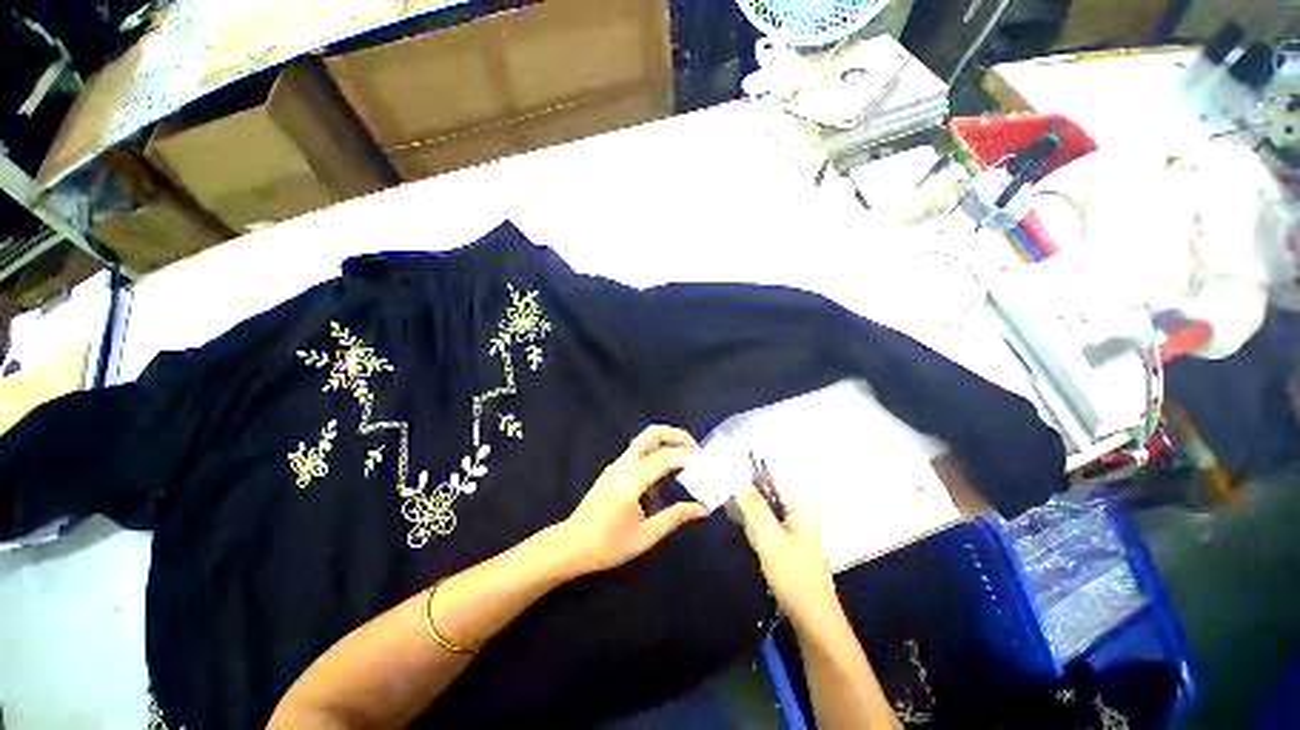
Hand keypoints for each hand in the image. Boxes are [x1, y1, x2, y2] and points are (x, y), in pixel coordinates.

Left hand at [557, 425, 707, 576]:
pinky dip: (655, 453)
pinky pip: (637, 453)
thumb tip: (702, 508)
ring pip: (643, 440)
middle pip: (650, 434)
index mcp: (631, 481)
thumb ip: (674, 517)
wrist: (570, 545)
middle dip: (675, 435)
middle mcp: (623, 466)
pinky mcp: (613, 470)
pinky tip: (663, 478)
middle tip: (694, 447)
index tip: (705, 461)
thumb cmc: (607, 545)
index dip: (686, 456)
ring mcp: (616, 465)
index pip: (664, 458)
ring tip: (685, 458)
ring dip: (665, 442)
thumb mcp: (645, 536)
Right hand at [735, 479, 838, 627]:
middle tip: (750, 529)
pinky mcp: (787, 541)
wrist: (813, 619)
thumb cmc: (793, 576)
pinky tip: (759, 550)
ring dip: (753, 525)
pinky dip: (758, 536)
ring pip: (762, 513)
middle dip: (751, 509)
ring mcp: (793, 527)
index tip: (733, 492)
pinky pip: (765, 528)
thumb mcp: (770, 538)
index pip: (771, 479)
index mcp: (800, 505)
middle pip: (765, 496)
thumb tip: (740, 478)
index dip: (751, 482)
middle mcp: (798, 511)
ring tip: (759, 546)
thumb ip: (754, 507)